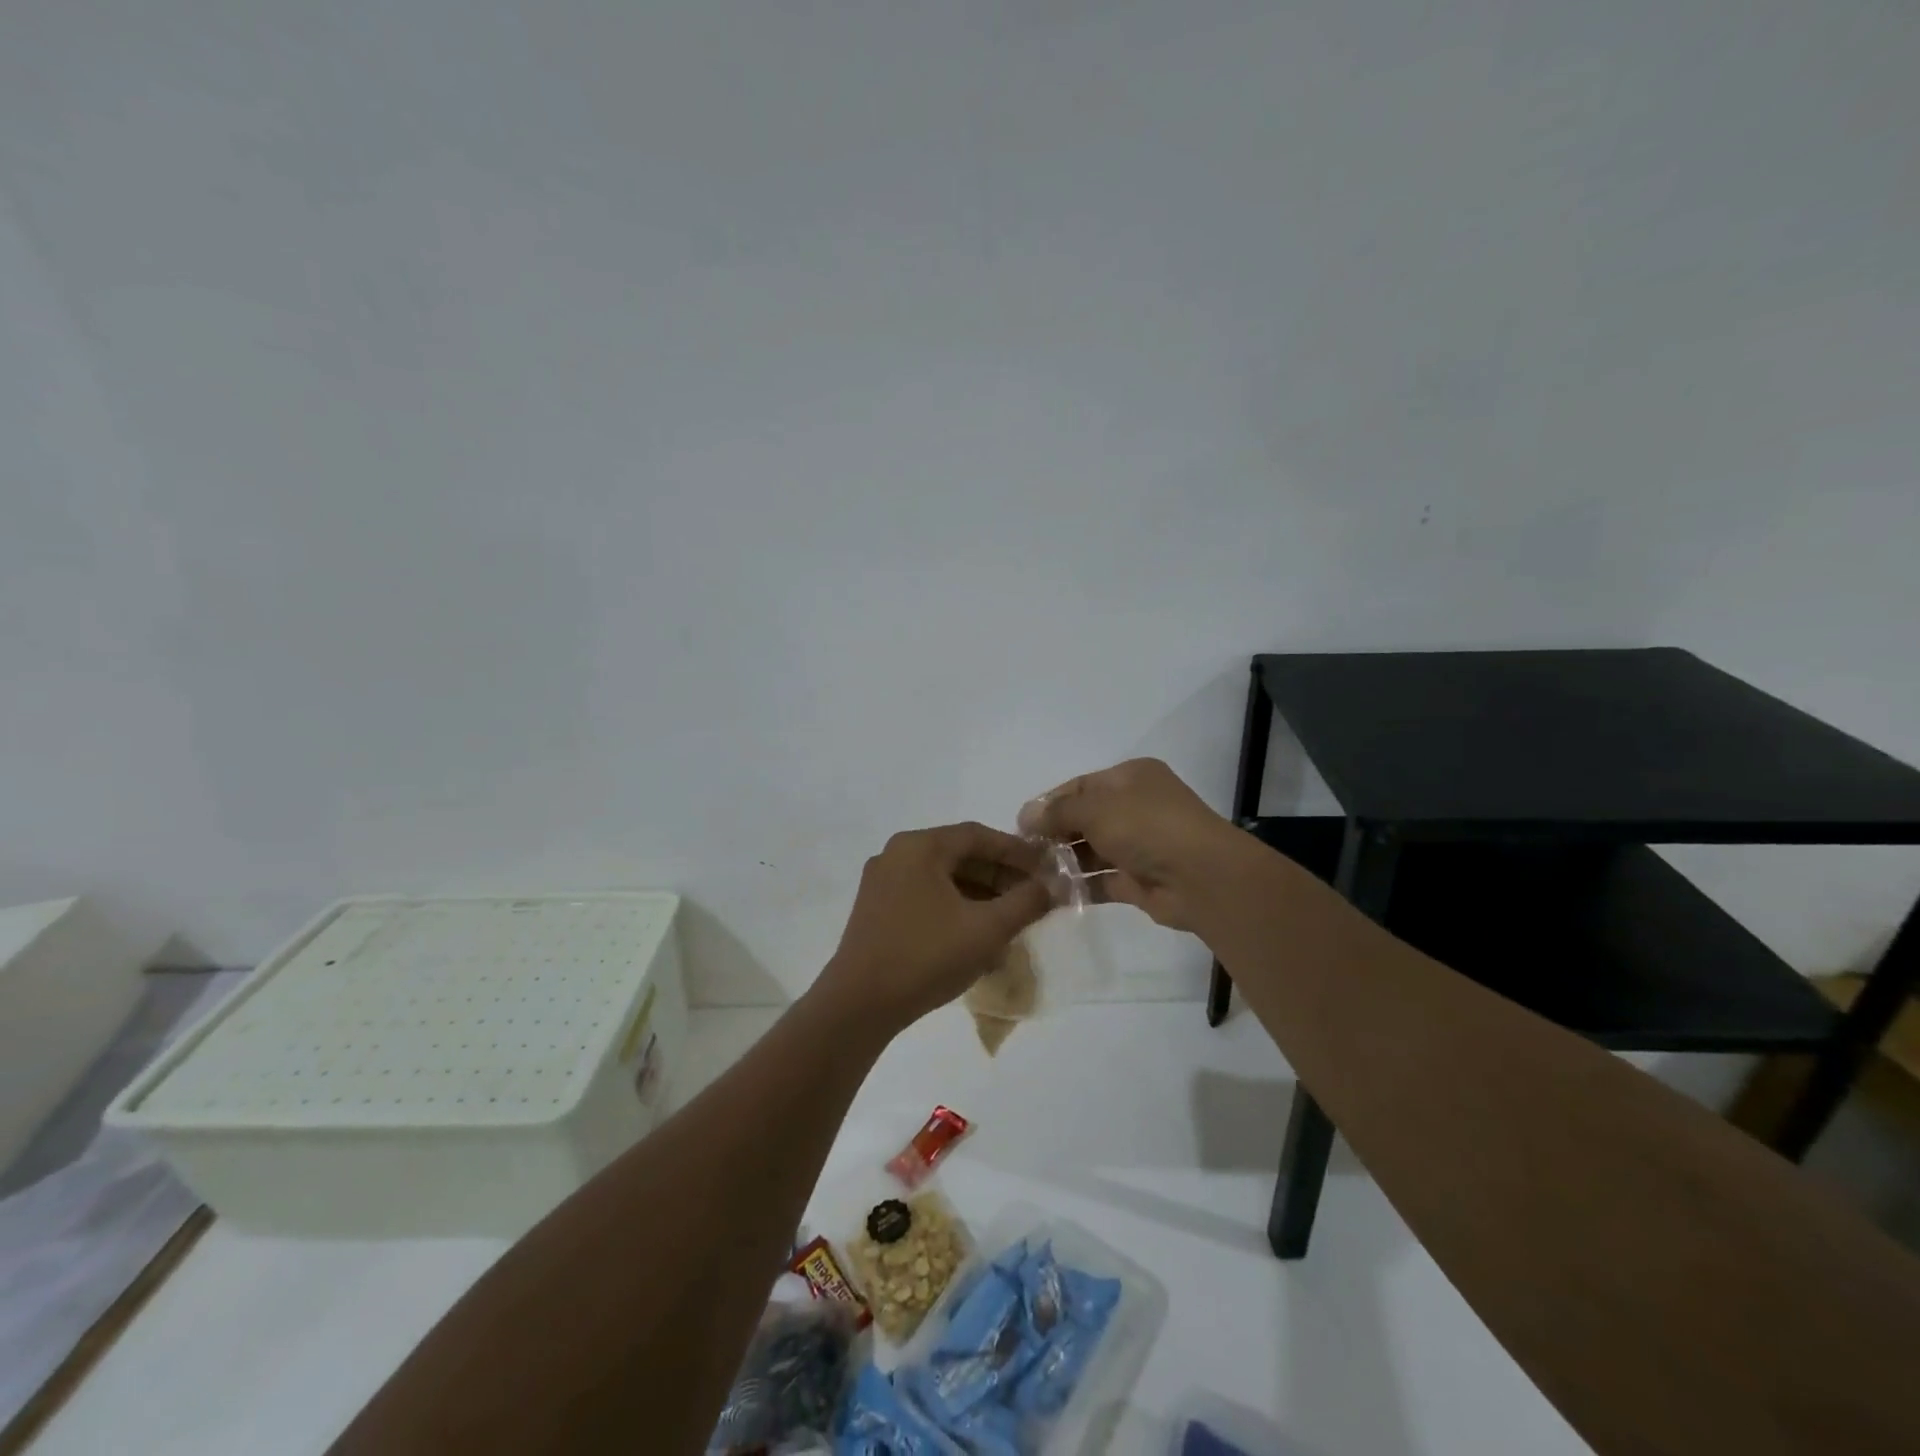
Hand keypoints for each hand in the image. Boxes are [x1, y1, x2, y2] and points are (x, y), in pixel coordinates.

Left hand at [816, 823, 1053, 1033]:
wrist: (859, 1004)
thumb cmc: (926, 957)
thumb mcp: (987, 929)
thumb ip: (1026, 902)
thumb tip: (1054, 887)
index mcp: (920, 846)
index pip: (978, 835)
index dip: (1017, 851)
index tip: (1047, 869)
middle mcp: (897, 854)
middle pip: (959, 854)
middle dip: (1000, 874)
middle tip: (1033, 895)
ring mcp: (882, 882)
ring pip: (943, 877)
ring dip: (980, 892)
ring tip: (1011, 917)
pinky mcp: (876, 909)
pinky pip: (925, 895)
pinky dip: (955, 906)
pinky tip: (977, 933)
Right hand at [1019, 758, 1248, 931]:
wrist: (1202, 877)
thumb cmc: (1147, 827)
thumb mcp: (1096, 808)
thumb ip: (1057, 812)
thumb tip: (1025, 816)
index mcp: (1131, 778)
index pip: (1080, 786)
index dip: (1049, 803)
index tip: (1021, 825)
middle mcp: (1136, 807)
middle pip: (1084, 818)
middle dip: (1054, 834)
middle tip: (1024, 853)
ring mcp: (1140, 845)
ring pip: (1092, 851)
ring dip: (1064, 862)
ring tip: (1032, 875)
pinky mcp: (1140, 880)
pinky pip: (1102, 880)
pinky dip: (1080, 886)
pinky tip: (1053, 894)